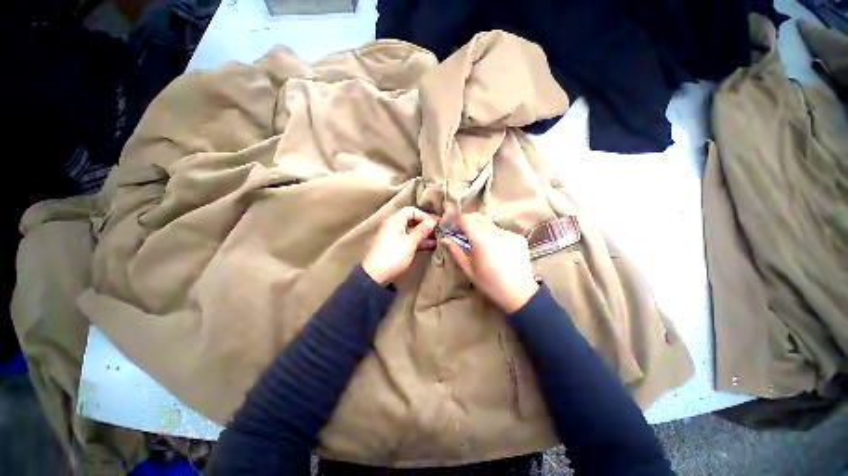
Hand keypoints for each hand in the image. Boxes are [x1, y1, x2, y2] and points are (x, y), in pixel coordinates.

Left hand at [362, 207, 437, 284]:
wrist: (375, 274)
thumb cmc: (394, 255)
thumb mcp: (410, 242)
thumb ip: (422, 230)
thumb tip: (433, 221)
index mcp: (395, 220)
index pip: (412, 210)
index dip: (424, 215)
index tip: (435, 224)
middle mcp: (393, 225)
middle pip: (412, 219)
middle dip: (426, 225)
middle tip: (439, 230)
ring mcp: (393, 235)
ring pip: (411, 230)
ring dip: (424, 234)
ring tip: (438, 239)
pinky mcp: (395, 245)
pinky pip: (408, 238)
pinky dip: (418, 241)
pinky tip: (430, 245)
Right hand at [444, 213, 538, 312]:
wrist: (519, 293)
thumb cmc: (490, 283)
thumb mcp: (469, 269)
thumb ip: (456, 251)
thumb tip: (445, 239)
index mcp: (482, 241)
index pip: (466, 218)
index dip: (457, 221)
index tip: (454, 230)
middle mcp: (496, 233)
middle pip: (478, 216)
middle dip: (468, 222)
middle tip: (464, 235)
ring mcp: (510, 233)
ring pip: (490, 223)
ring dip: (481, 229)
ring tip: (482, 245)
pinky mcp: (519, 237)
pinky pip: (501, 231)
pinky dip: (494, 235)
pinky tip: (496, 250)